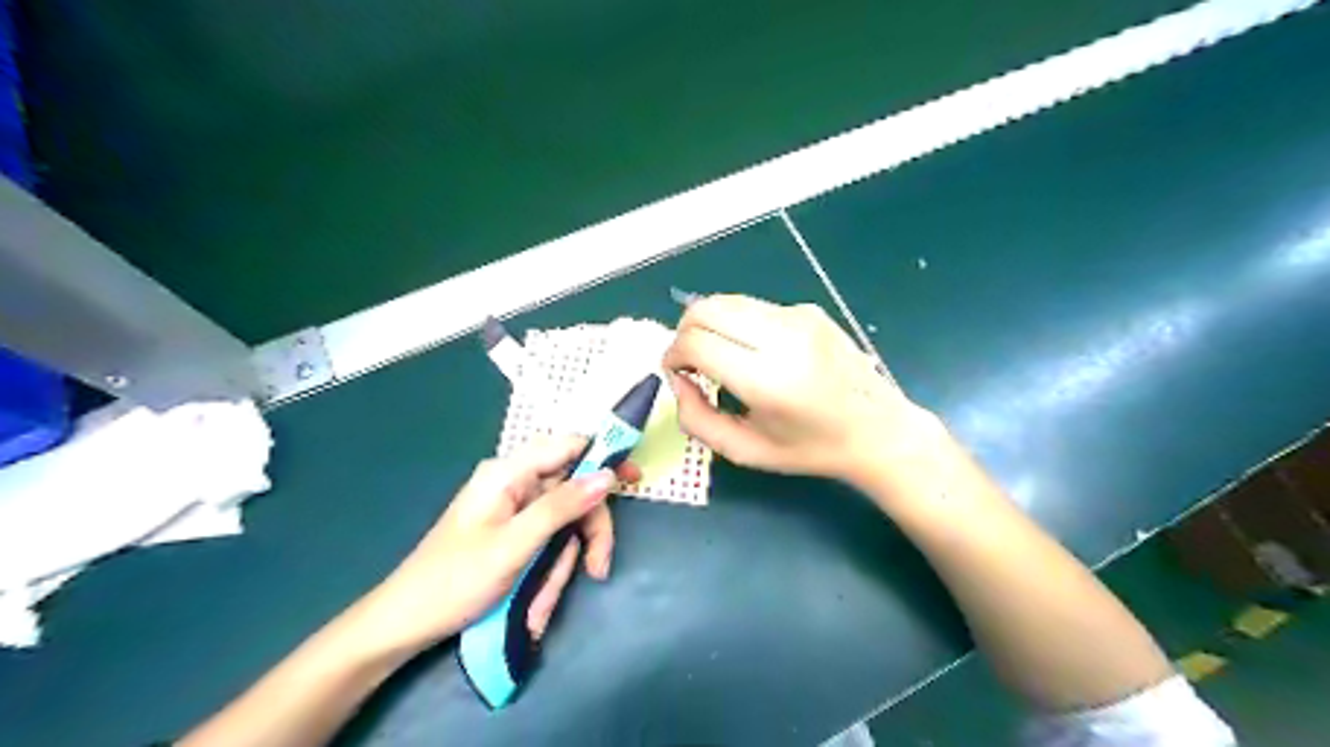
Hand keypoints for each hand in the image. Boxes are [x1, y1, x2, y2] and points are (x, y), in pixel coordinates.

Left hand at [355, 434, 642, 654]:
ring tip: (543, 604)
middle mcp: (513, 484)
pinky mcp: (512, 533)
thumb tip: (608, 475)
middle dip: (586, 532)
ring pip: (563, 524)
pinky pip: (547, 542)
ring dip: (564, 563)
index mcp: (507, 473)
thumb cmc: (454, 580)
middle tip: (597, 568)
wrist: (405, 623)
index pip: (568, 446)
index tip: (635, 479)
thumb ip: (561, 507)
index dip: (604, 457)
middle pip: (572, 492)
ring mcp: (513, 510)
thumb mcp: (514, 545)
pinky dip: (548, 572)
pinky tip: (534, 605)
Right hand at [659, 296, 926, 481]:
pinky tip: (755, 351)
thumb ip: (696, 419)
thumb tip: (677, 379)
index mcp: (768, 380)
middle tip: (690, 361)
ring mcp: (799, 317)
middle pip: (705, 308)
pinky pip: (754, 307)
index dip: (672, 354)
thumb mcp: (745, 451)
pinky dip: (738, 324)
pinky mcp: (809, 309)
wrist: (877, 429)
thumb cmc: (809, 449)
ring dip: (709, 324)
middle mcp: (784, 337)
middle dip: (684, 332)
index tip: (675, 372)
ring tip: (719, 355)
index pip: (697, 342)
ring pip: (727, 301)